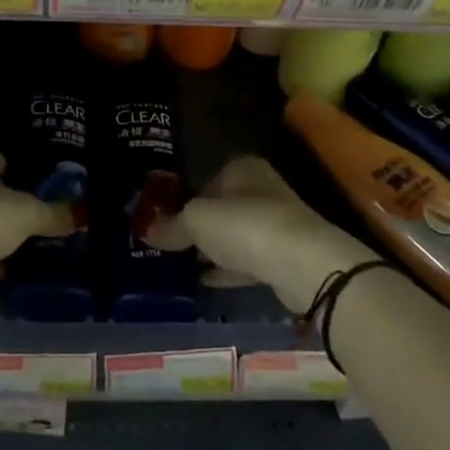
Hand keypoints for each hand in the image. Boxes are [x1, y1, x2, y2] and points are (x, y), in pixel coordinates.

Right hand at [150, 156, 376, 311]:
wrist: (304, 265)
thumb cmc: (246, 225)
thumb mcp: (197, 221)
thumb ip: (170, 225)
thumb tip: (144, 230)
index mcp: (242, 169)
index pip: (204, 179)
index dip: (181, 199)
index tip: (160, 220)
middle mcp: (261, 190)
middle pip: (220, 208)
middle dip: (196, 226)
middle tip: (165, 245)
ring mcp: (275, 225)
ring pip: (233, 236)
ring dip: (211, 250)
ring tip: (178, 266)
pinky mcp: (283, 258)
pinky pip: (245, 262)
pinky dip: (226, 270)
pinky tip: (203, 281)